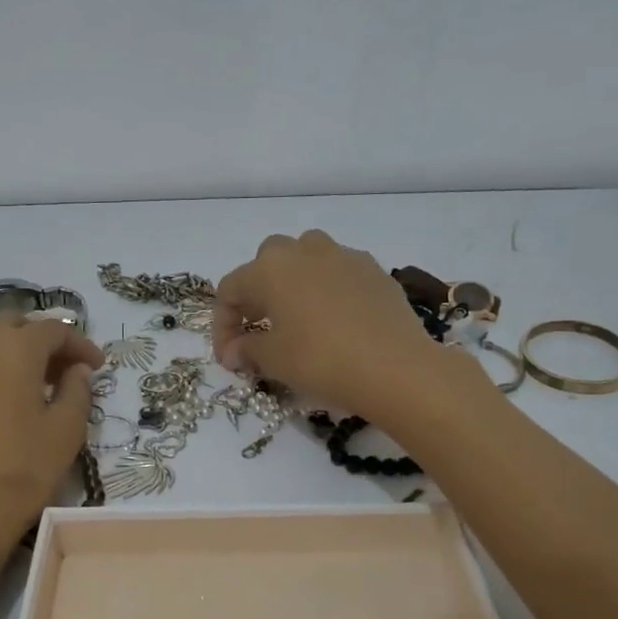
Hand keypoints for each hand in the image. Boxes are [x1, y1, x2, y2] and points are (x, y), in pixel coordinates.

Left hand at [0, 315, 103, 556]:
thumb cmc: (21, 473)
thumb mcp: (67, 433)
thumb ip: (77, 392)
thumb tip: (76, 370)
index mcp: (17, 347)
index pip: (55, 330)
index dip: (79, 345)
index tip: (94, 366)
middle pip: (9, 323)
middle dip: (36, 341)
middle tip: (53, 373)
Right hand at [212, 231, 445, 419]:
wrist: (395, 368)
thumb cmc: (321, 360)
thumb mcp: (274, 360)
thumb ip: (247, 350)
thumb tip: (234, 352)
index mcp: (271, 268)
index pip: (230, 289)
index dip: (222, 325)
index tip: (229, 358)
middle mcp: (305, 251)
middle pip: (267, 261)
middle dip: (257, 293)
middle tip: (259, 327)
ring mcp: (344, 256)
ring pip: (307, 257)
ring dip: (294, 282)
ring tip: (297, 316)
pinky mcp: (375, 271)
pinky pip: (340, 272)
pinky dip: (328, 290)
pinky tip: (335, 321)